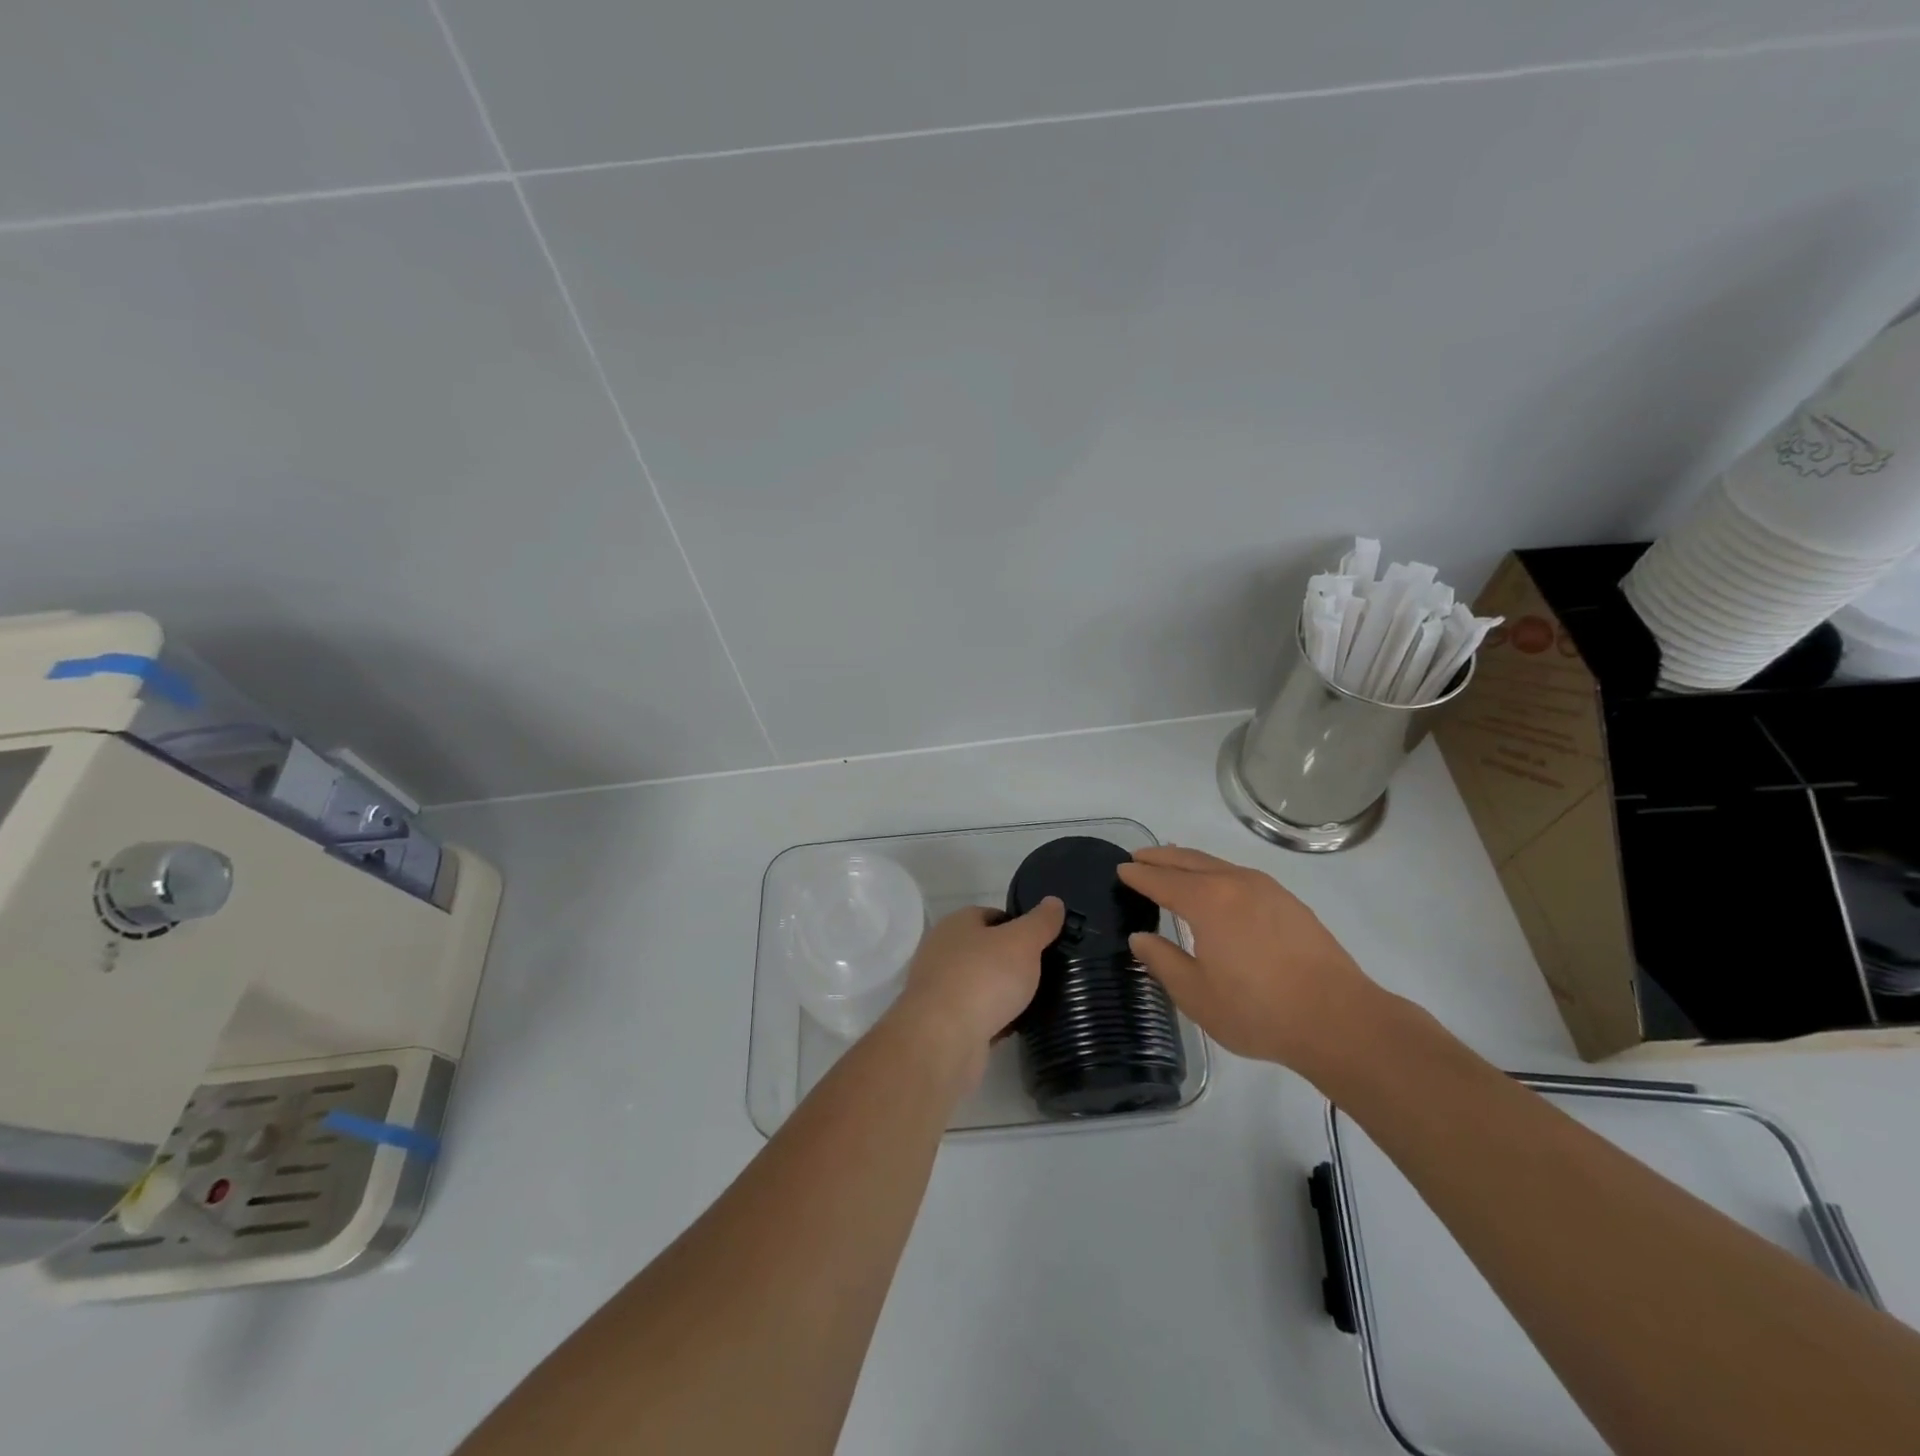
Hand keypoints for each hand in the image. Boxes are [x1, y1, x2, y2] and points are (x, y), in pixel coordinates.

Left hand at [883, 898, 1065, 1091]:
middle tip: (1043, 973)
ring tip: (1034, 1001)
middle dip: (1011, 961)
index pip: (991, 916)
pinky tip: (1014, 1027)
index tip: (1043, 943)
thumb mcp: (1022, 942)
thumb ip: (1040, 922)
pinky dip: (993, 1020)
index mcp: (957, 923)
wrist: (943, 1039)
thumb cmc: (983, 978)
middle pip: (985, 950)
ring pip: (980, 984)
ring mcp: (939, 988)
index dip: (1018, 926)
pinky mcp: (942, 1023)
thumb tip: (1054, 902)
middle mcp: (942, 951)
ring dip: (1002, 993)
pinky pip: (975, 1015)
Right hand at [1116, 846, 1383, 1073]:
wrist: (1339, 1019)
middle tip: (1139, 856)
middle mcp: (1235, 883)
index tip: (1121, 869)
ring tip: (1173, 863)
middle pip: (1189, 861)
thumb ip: (1163, 961)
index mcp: (1207, 901)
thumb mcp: (1196, 994)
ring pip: (1218, 864)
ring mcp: (1267, 889)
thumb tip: (1141, 937)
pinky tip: (1218, 886)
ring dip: (1190, 861)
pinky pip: (1240, 875)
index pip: (1162, 881)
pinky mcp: (1289, 903)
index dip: (1139, 875)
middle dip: (1162, 857)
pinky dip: (1217, 872)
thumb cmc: (1258, 1010)